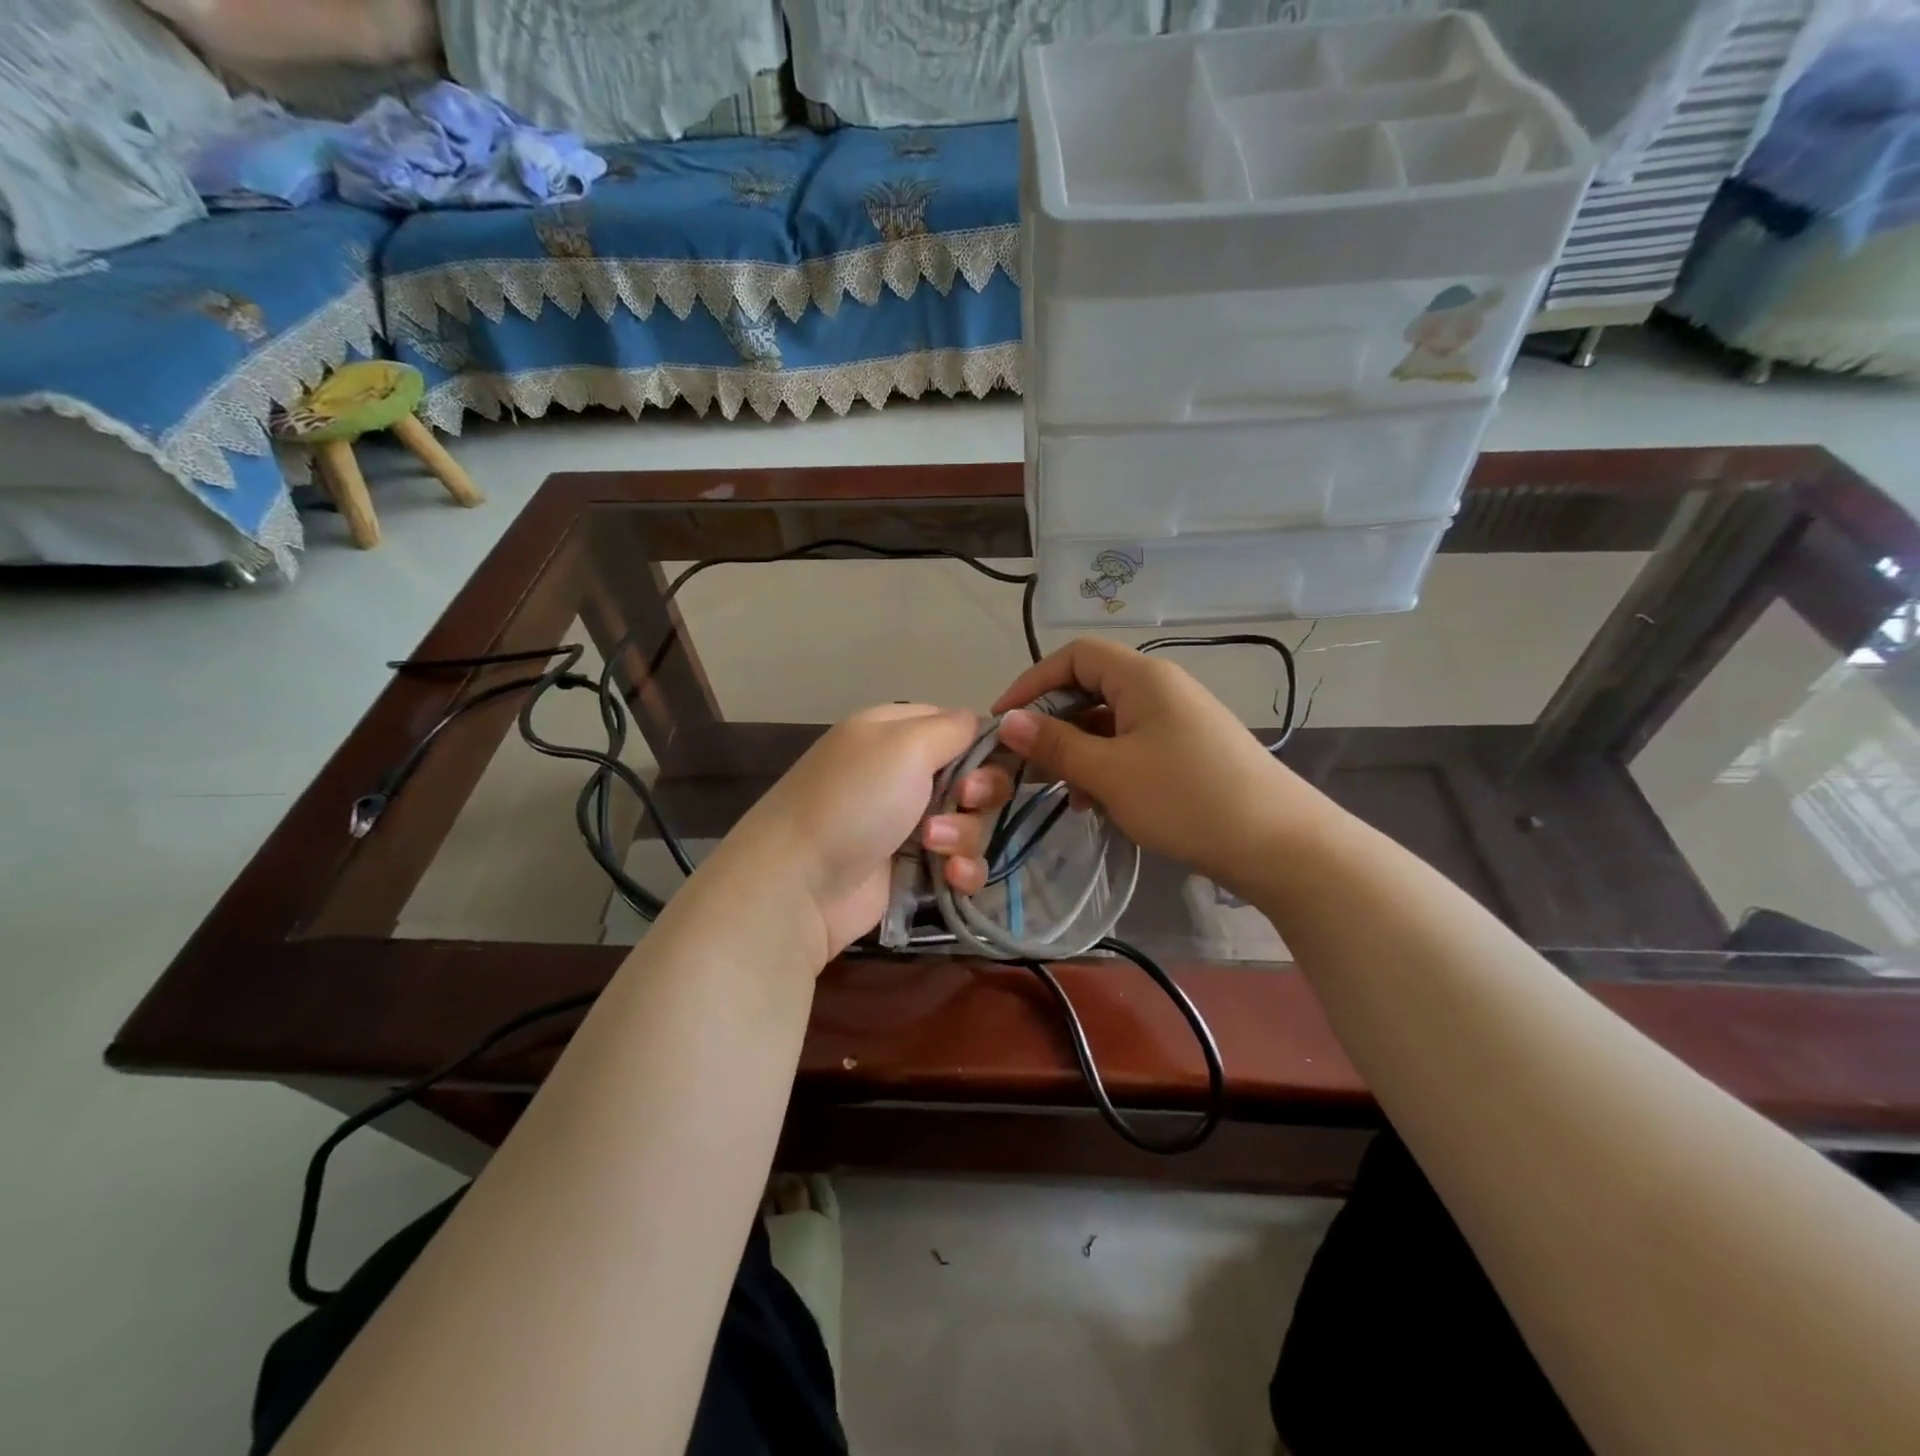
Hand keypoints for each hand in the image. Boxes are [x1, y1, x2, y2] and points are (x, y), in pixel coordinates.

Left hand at [716, 705, 1012, 963]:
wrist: (800, 884)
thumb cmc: (854, 801)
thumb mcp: (905, 744)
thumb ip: (953, 727)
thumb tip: (982, 724)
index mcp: (895, 733)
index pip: (957, 725)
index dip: (983, 743)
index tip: (994, 759)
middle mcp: (903, 774)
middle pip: (974, 776)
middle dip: (981, 791)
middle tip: (965, 800)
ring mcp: (908, 824)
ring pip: (971, 823)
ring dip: (964, 834)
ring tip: (933, 846)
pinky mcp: (913, 870)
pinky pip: (960, 864)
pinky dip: (961, 871)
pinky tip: (948, 878)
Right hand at [991, 638, 1303, 898]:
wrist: (1280, 845)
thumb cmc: (1187, 799)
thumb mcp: (1110, 773)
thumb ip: (1055, 744)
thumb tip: (1008, 721)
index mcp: (1143, 678)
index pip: (1074, 656)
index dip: (1032, 682)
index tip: (1003, 721)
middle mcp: (1161, 688)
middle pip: (1091, 687)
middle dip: (1054, 722)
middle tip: (1027, 762)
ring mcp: (1178, 720)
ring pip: (1110, 721)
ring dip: (1079, 750)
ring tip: (1065, 792)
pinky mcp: (1189, 750)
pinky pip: (1132, 745)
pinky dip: (1107, 766)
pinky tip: (1098, 802)